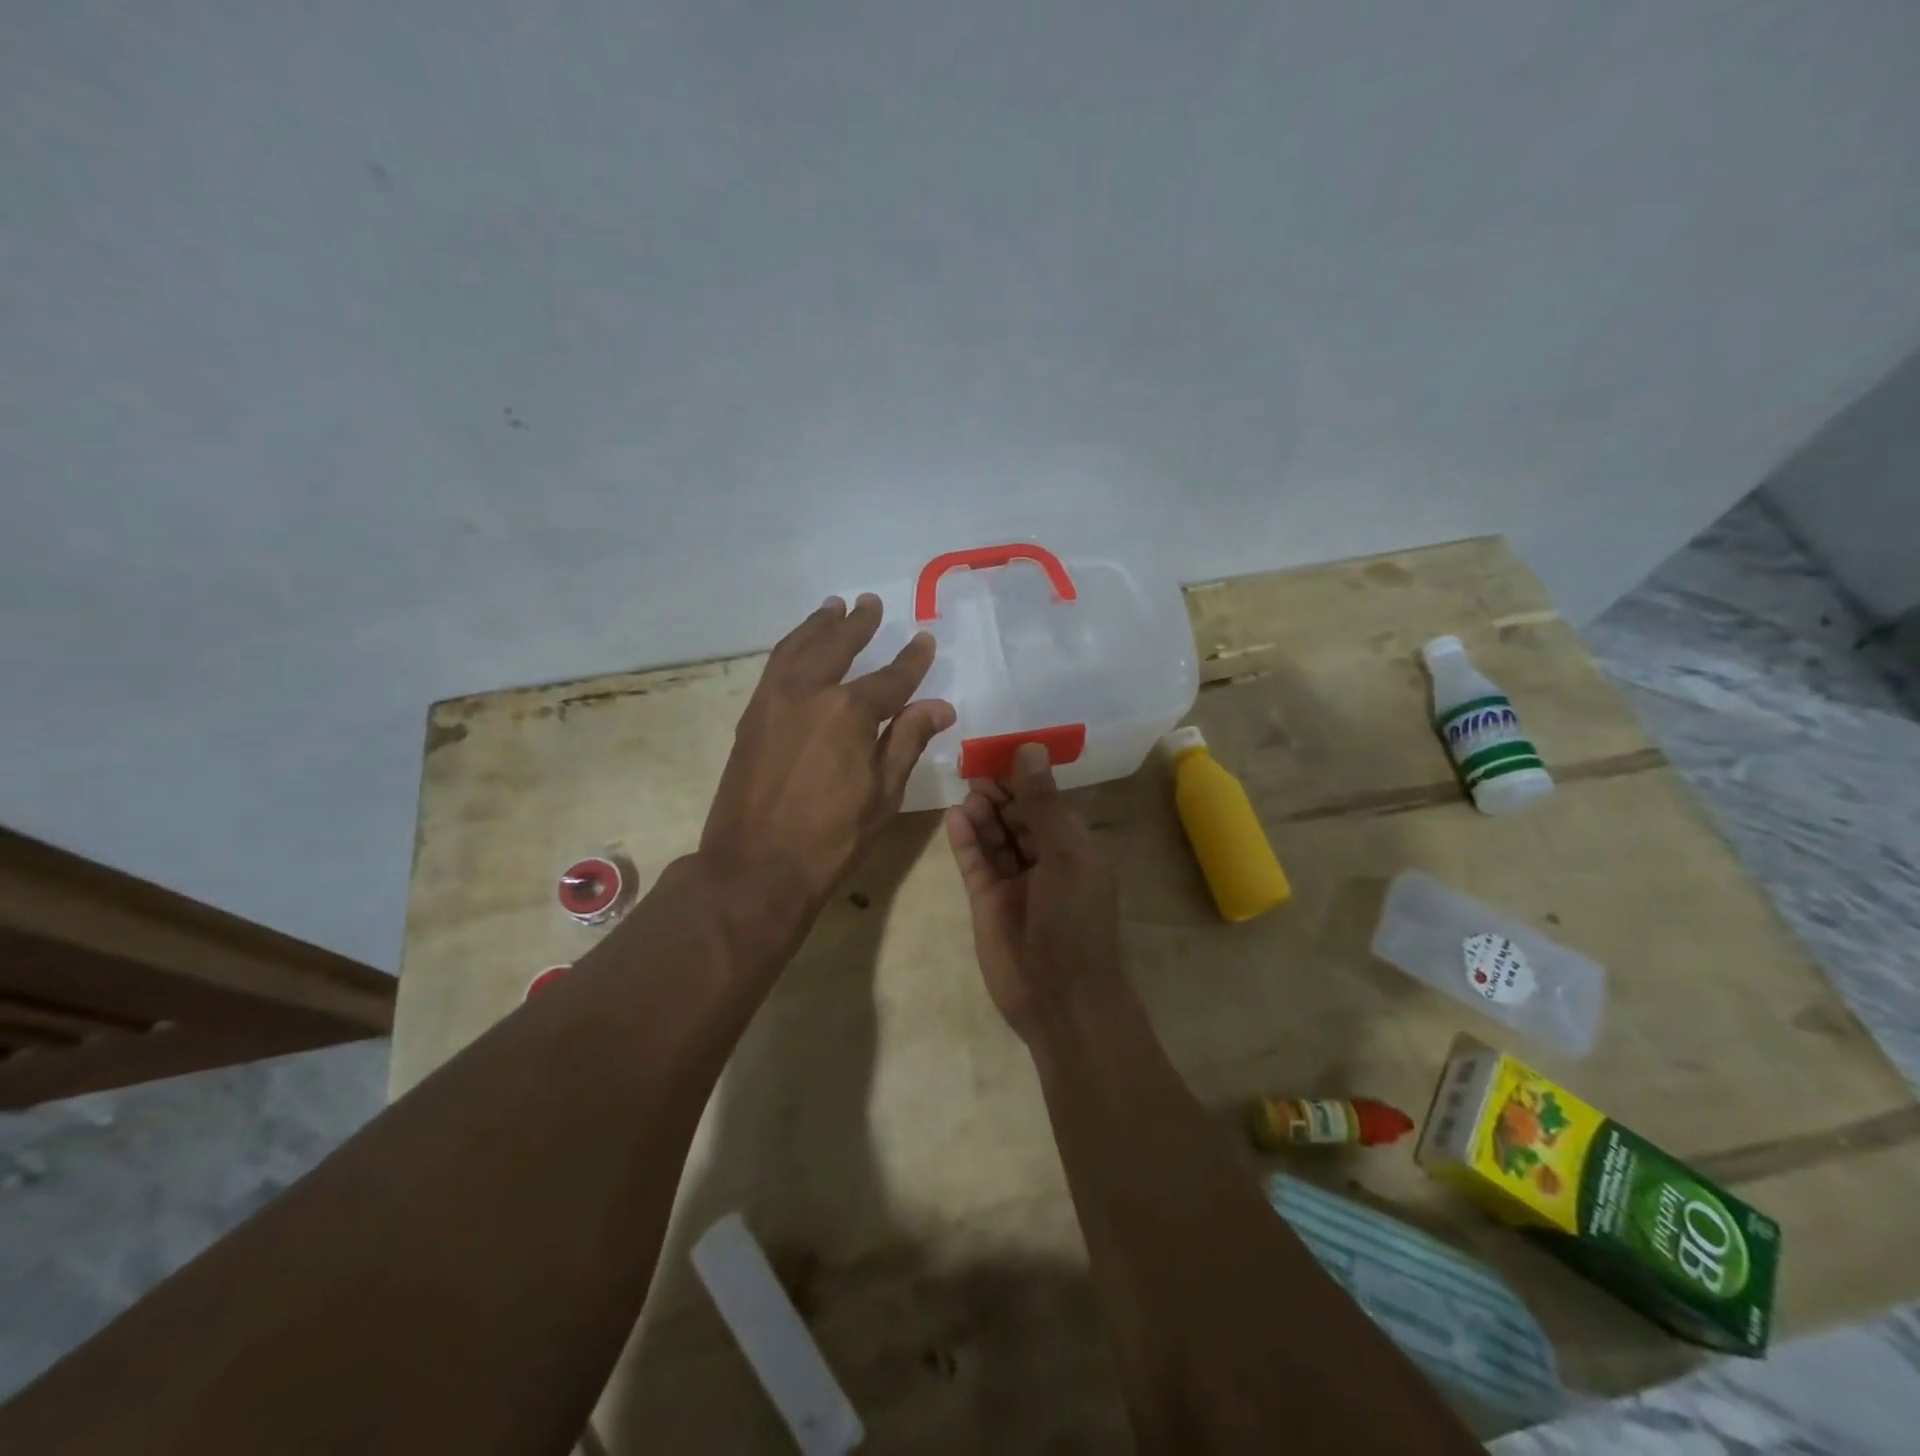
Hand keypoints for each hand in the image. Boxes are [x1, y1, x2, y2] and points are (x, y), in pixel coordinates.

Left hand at [701, 594, 954, 915]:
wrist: (754, 868)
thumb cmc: (830, 839)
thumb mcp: (883, 794)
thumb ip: (907, 741)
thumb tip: (939, 706)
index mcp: (848, 712)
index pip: (891, 678)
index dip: (912, 660)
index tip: (925, 640)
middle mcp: (808, 693)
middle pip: (837, 646)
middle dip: (858, 625)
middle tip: (871, 604)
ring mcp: (773, 701)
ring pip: (797, 648)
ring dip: (818, 625)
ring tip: (833, 607)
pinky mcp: (751, 717)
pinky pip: (774, 667)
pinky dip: (791, 647)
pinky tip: (799, 647)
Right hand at [945, 743, 1123, 1040]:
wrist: (1060, 999)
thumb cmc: (1075, 921)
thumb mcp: (1066, 856)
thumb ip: (1044, 804)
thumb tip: (1030, 749)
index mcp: (1074, 848)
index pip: (1048, 802)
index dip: (1027, 778)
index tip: (1001, 751)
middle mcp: (1045, 860)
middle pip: (1019, 816)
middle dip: (1001, 792)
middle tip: (975, 769)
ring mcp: (1014, 881)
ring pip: (996, 836)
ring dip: (983, 812)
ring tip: (967, 791)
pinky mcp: (987, 901)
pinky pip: (975, 862)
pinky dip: (966, 840)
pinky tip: (955, 817)